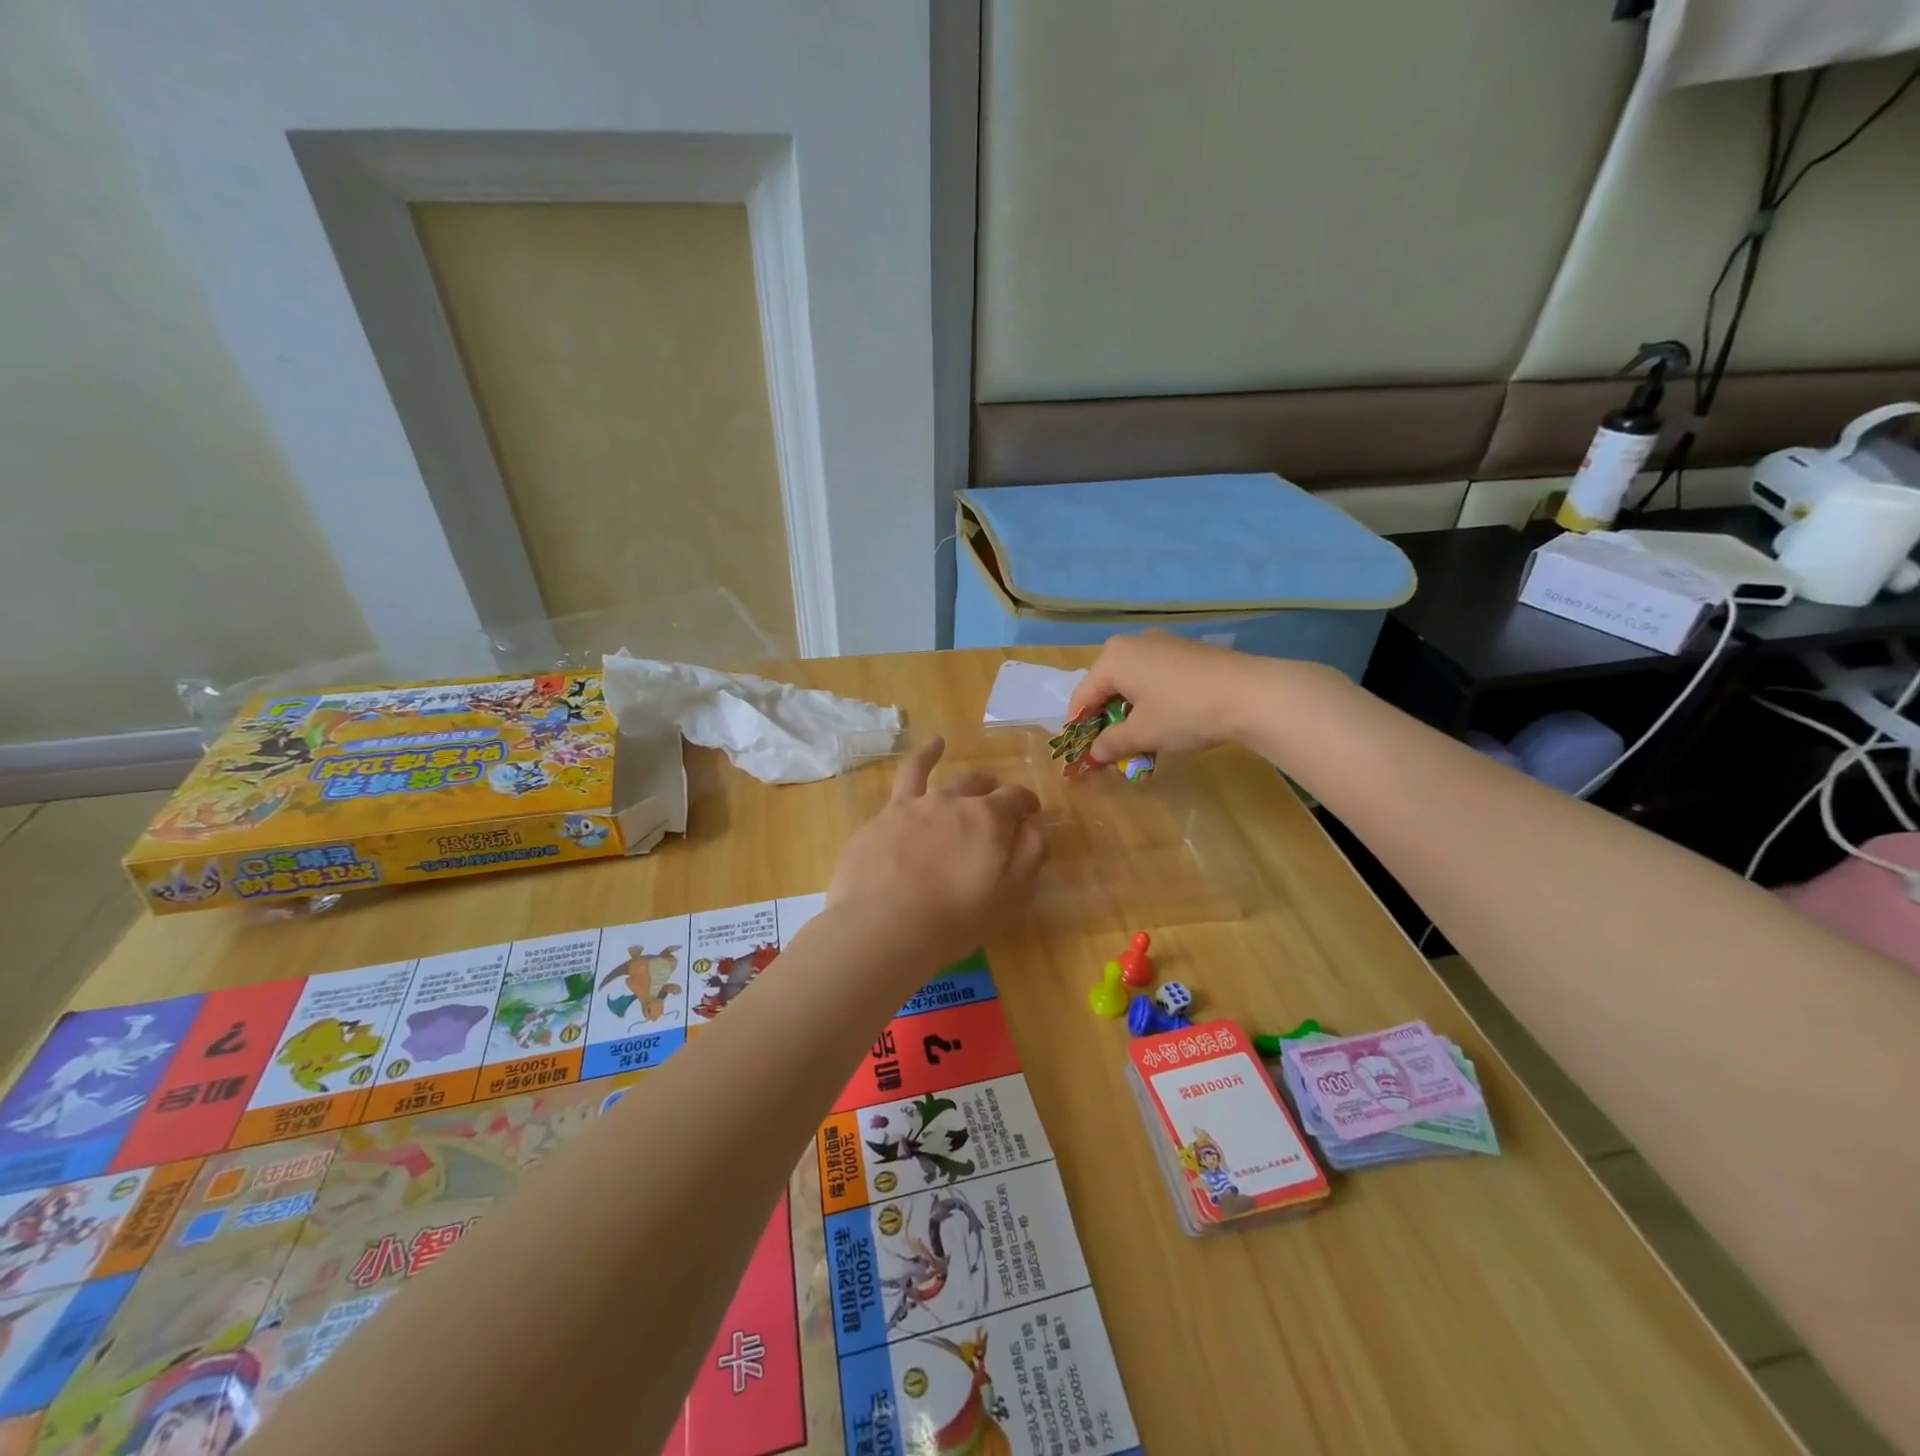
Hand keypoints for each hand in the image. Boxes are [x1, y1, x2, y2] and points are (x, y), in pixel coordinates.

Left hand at [828, 738, 1046, 968]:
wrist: (882, 927)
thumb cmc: (953, 921)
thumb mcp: (1008, 898)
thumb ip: (1028, 858)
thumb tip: (1034, 829)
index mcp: (989, 820)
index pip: (1016, 798)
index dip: (1026, 803)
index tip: (1031, 813)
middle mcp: (954, 801)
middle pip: (978, 785)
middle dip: (992, 790)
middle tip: (995, 800)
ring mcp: (915, 805)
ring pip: (939, 776)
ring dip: (946, 762)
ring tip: (943, 746)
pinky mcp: (883, 817)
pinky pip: (903, 779)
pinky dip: (917, 759)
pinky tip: (921, 753)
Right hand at [1065, 631, 1275, 762]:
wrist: (1252, 694)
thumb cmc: (1185, 712)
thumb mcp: (1143, 734)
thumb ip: (1112, 743)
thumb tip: (1095, 753)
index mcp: (1113, 658)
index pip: (1083, 696)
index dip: (1078, 727)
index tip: (1079, 753)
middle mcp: (1133, 643)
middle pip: (1107, 685)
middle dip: (1105, 718)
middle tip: (1109, 748)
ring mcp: (1163, 643)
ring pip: (1132, 681)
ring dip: (1129, 711)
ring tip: (1138, 740)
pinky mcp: (1187, 651)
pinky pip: (1155, 676)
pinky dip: (1151, 700)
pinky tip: (1164, 722)